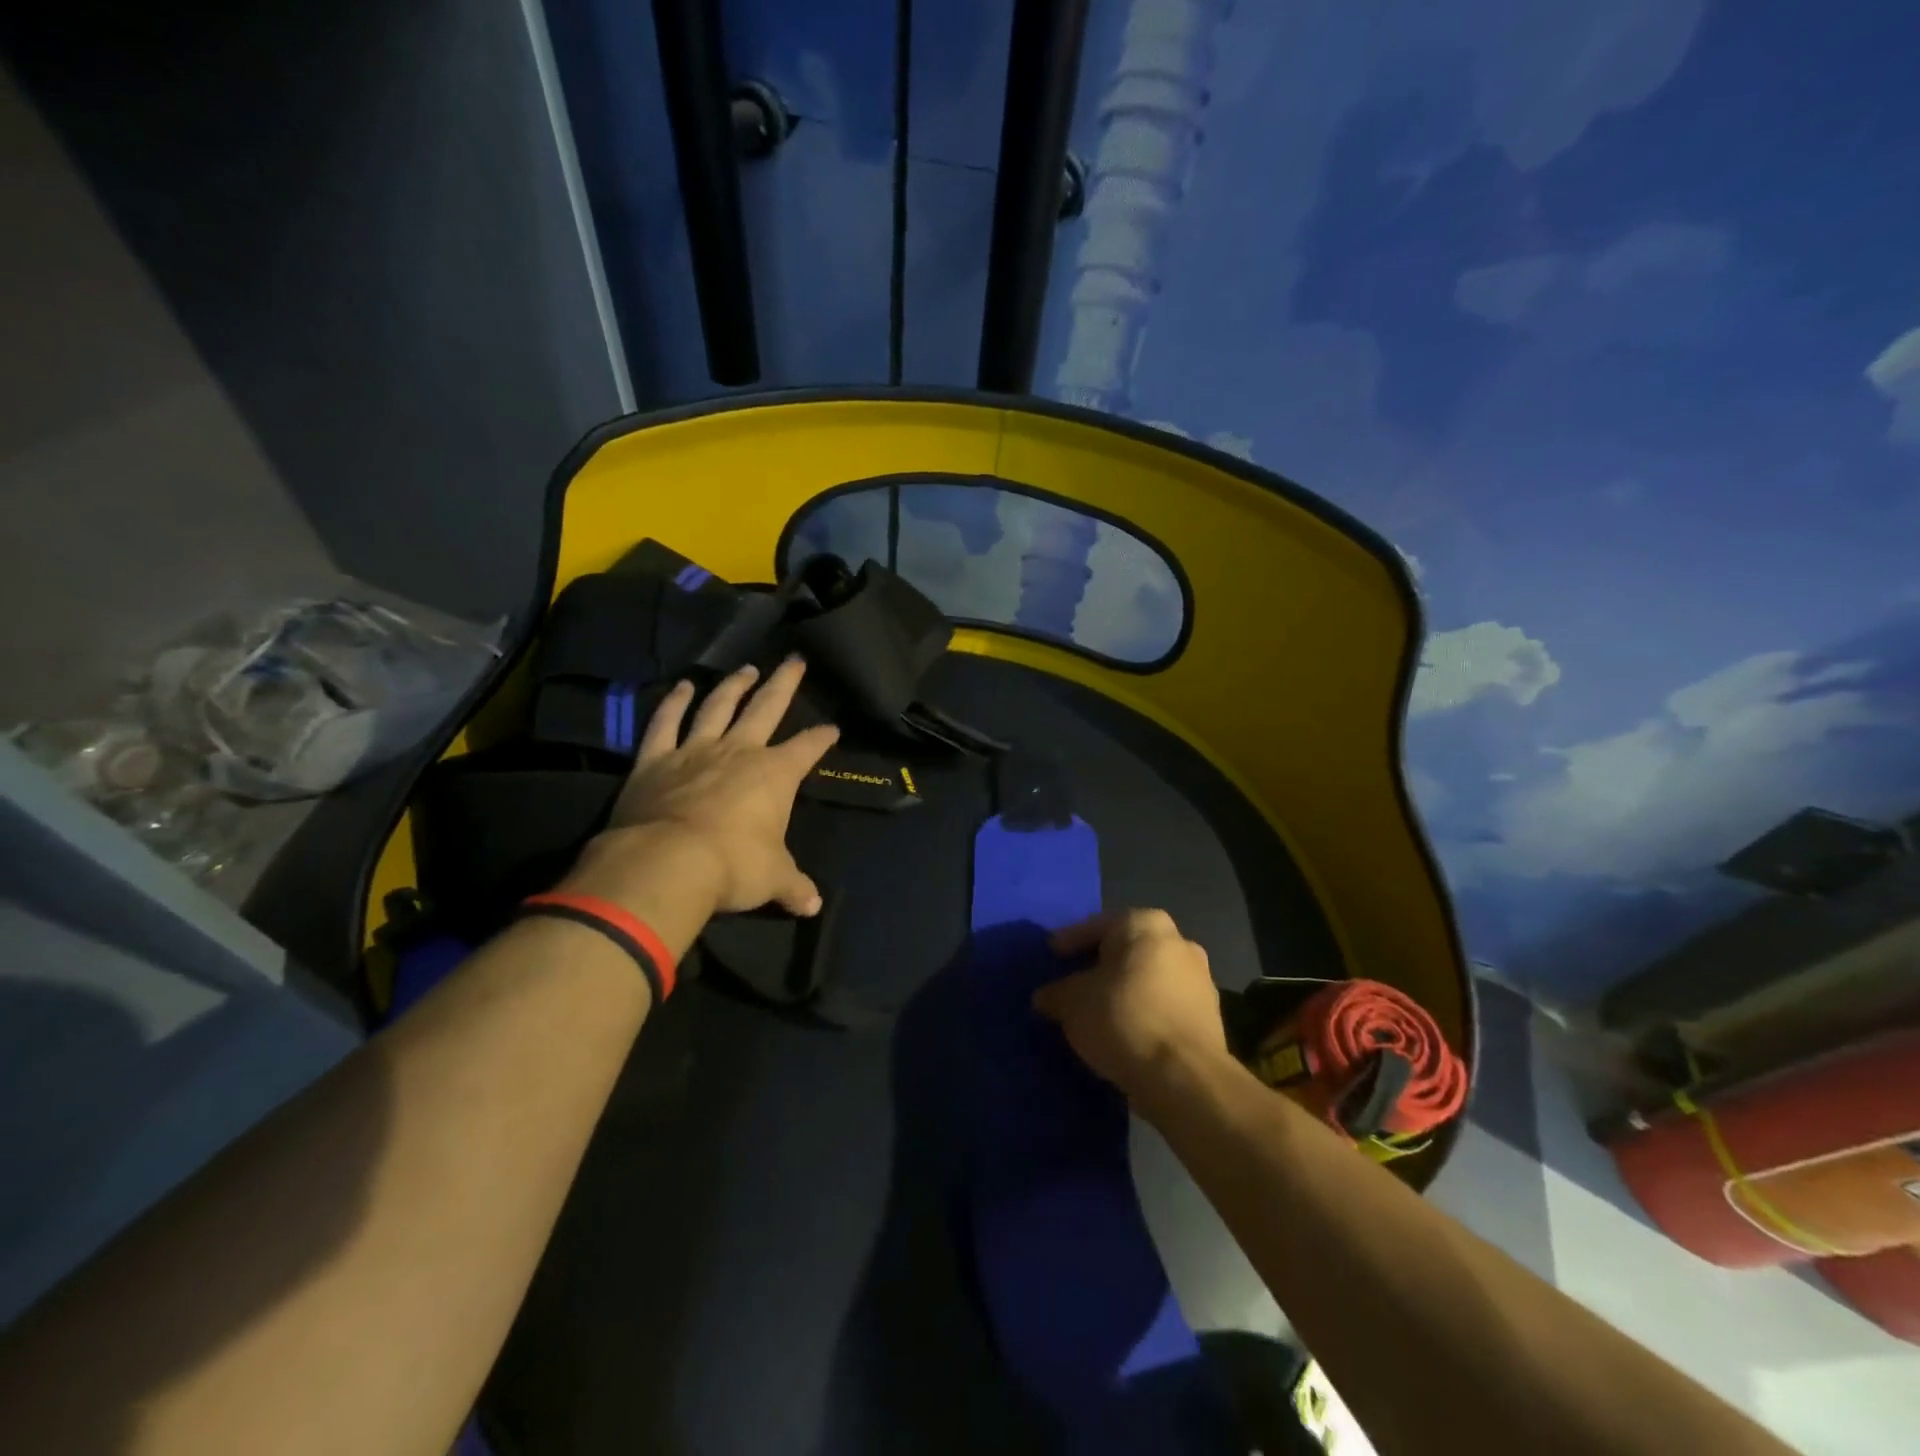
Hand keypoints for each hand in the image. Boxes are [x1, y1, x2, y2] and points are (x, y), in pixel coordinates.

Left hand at [579, 657, 838, 916]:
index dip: (822, 738)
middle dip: (784, 683)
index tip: (832, 729)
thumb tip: (813, 906)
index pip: (808, 748)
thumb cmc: (733, 866)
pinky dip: (673, 703)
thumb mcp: (773, 879)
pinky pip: (665, 723)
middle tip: (795, 660)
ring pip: (719, 707)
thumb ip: (793, 887)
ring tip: (745, 668)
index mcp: (776, 774)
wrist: (667, 862)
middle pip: (767, 707)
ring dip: (734, 686)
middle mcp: (739, 751)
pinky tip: (682, 686)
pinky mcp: (656, 760)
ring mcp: (695, 750)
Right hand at [1033, 909, 1230, 1100]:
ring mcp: (1200, 980)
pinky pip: (1164, 1007)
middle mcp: (1179, 942)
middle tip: (1073, 982)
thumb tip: (1045, 997)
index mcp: (1146, 924)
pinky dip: (1143, 1014)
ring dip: (1124, 992)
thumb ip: (1056, 993)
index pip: (1097, 927)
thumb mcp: (1072, 1003)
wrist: (1185, 1077)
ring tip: (1096, 1013)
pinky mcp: (1210, 1018)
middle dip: (1100, 966)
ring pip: (1148, 979)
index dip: (1069, 942)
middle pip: (1127, 951)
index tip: (1052, 956)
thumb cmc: (1122, 1017)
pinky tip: (1123, 1033)